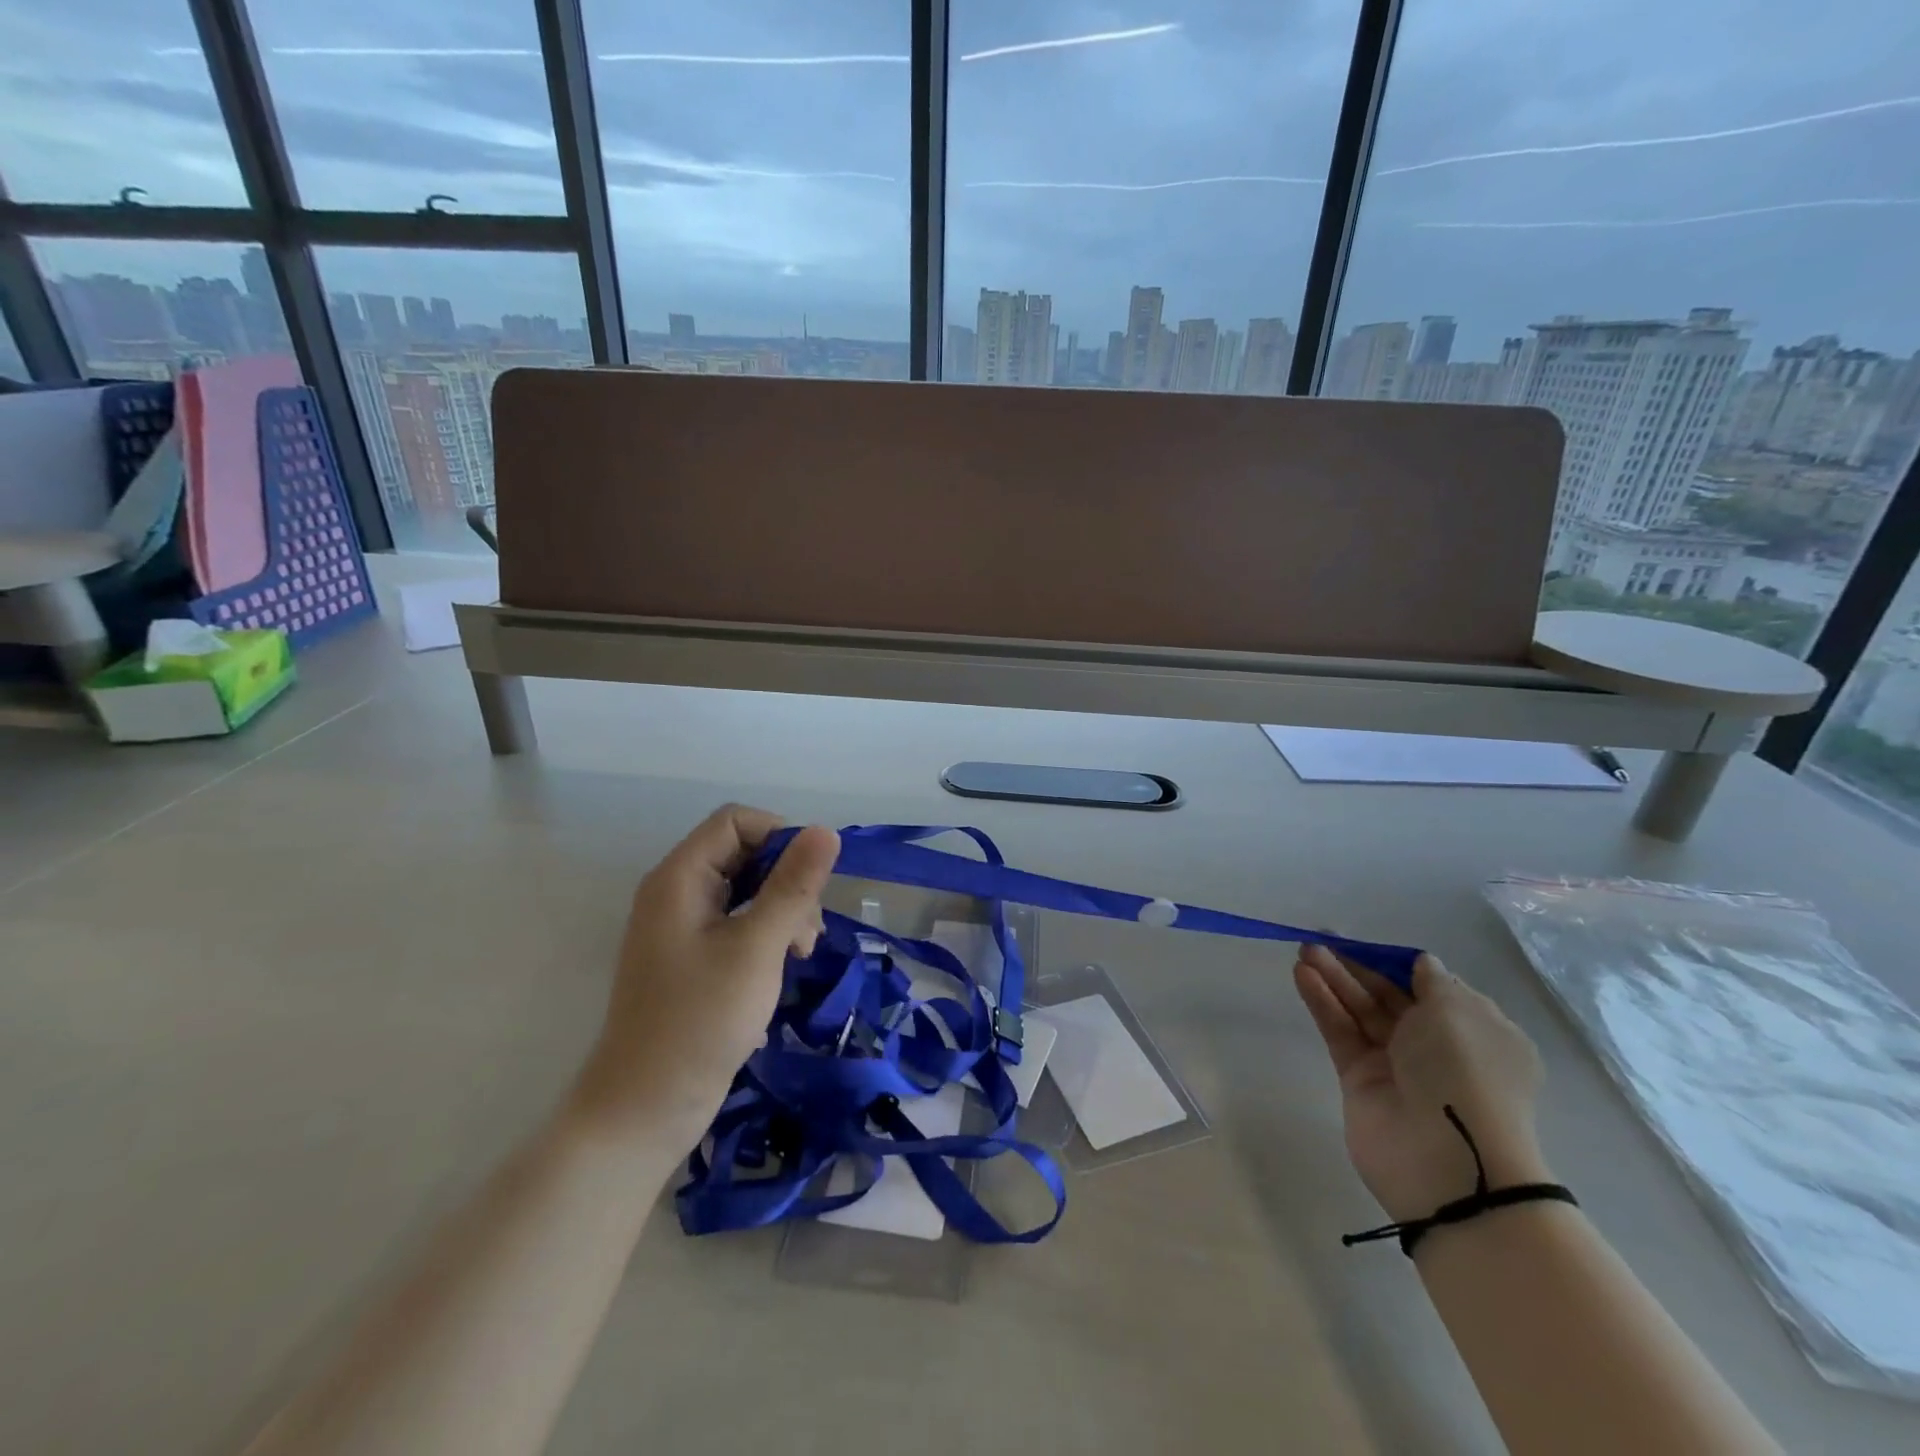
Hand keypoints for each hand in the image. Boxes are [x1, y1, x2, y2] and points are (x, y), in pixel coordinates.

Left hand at [570, 806, 839, 1149]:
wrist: (644, 1110)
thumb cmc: (700, 1021)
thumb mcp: (757, 948)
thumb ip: (793, 887)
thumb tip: (826, 831)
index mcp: (680, 878)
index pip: (736, 821)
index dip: (780, 839)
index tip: (811, 882)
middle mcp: (676, 892)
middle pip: (743, 853)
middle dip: (786, 881)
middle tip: (808, 929)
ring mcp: (682, 927)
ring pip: (745, 890)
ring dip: (782, 910)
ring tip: (800, 953)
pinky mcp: (692, 958)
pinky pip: (737, 923)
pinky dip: (766, 934)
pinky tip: (782, 966)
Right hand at [1293, 945, 1548, 1223]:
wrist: (1448, 1158)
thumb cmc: (1464, 1072)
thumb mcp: (1458, 1012)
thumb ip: (1432, 982)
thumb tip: (1421, 965)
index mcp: (1476, 1032)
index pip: (1434, 989)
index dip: (1401, 964)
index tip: (1371, 946)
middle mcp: (1438, 1046)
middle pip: (1390, 997)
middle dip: (1357, 968)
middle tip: (1320, 941)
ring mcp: (1396, 1064)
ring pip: (1360, 1011)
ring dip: (1334, 979)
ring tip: (1303, 951)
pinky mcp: (1359, 1078)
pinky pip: (1340, 1031)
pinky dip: (1322, 1003)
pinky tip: (1302, 975)